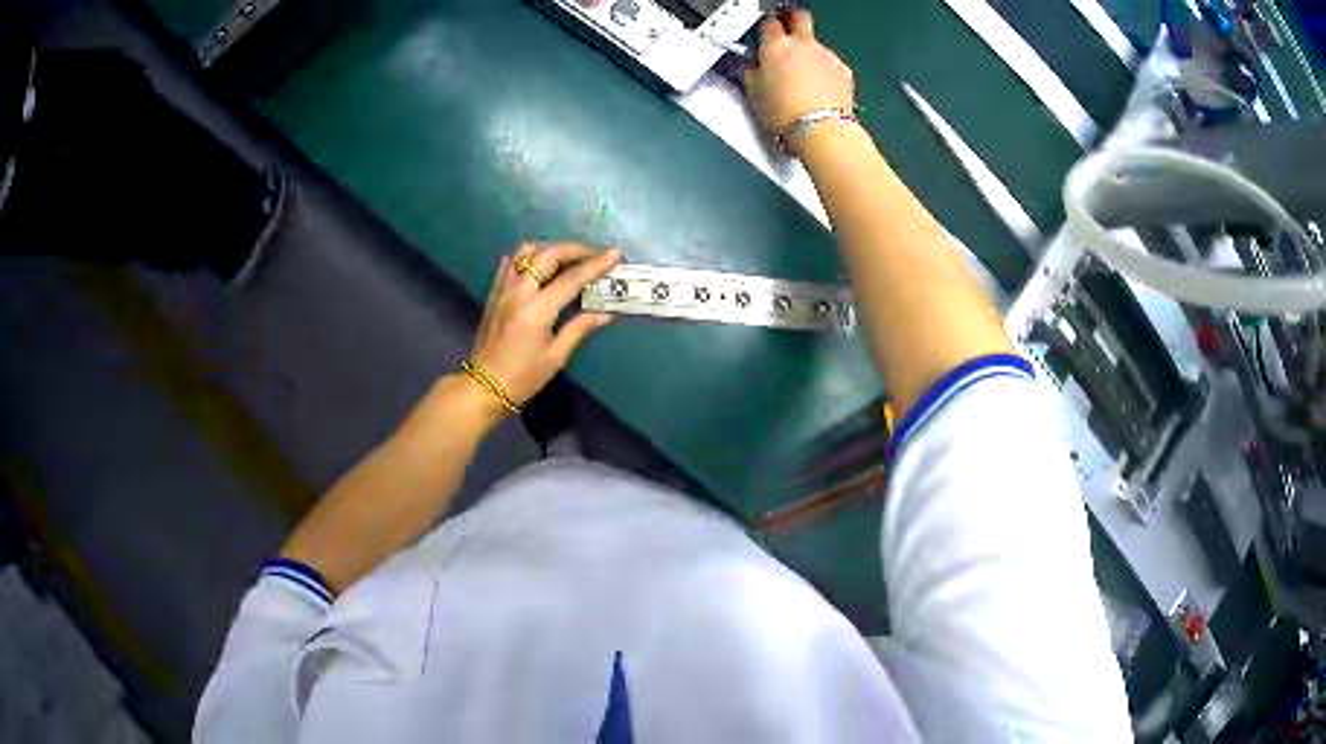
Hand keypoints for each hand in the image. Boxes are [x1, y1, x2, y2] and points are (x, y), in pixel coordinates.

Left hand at [465, 243, 620, 413]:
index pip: (571, 278)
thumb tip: (605, 313)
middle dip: (575, 249)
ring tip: (568, 259)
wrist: (483, 386)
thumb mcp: (556, 356)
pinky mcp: (494, 292)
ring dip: (550, 249)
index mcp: (537, 310)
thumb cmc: (523, 376)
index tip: (615, 254)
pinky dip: (528, 257)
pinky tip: (540, 266)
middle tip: (595, 255)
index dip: (596, 264)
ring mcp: (503, 289)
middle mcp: (519, 292)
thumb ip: (580, 327)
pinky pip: (511, 262)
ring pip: (526, 251)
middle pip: (548, 254)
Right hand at [744, 11, 854, 137]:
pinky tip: (818, 88)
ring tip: (802, 76)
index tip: (765, 34)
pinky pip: (831, 62)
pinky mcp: (843, 71)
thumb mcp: (754, 93)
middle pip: (799, 17)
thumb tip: (751, 69)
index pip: (769, 22)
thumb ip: (751, 72)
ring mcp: (826, 56)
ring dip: (809, 52)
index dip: (766, 26)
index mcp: (776, 45)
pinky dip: (824, 70)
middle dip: (792, 21)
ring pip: (816, 43)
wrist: (821, 130)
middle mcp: (803, 44)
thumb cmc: (787, 114)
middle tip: (787, 33)